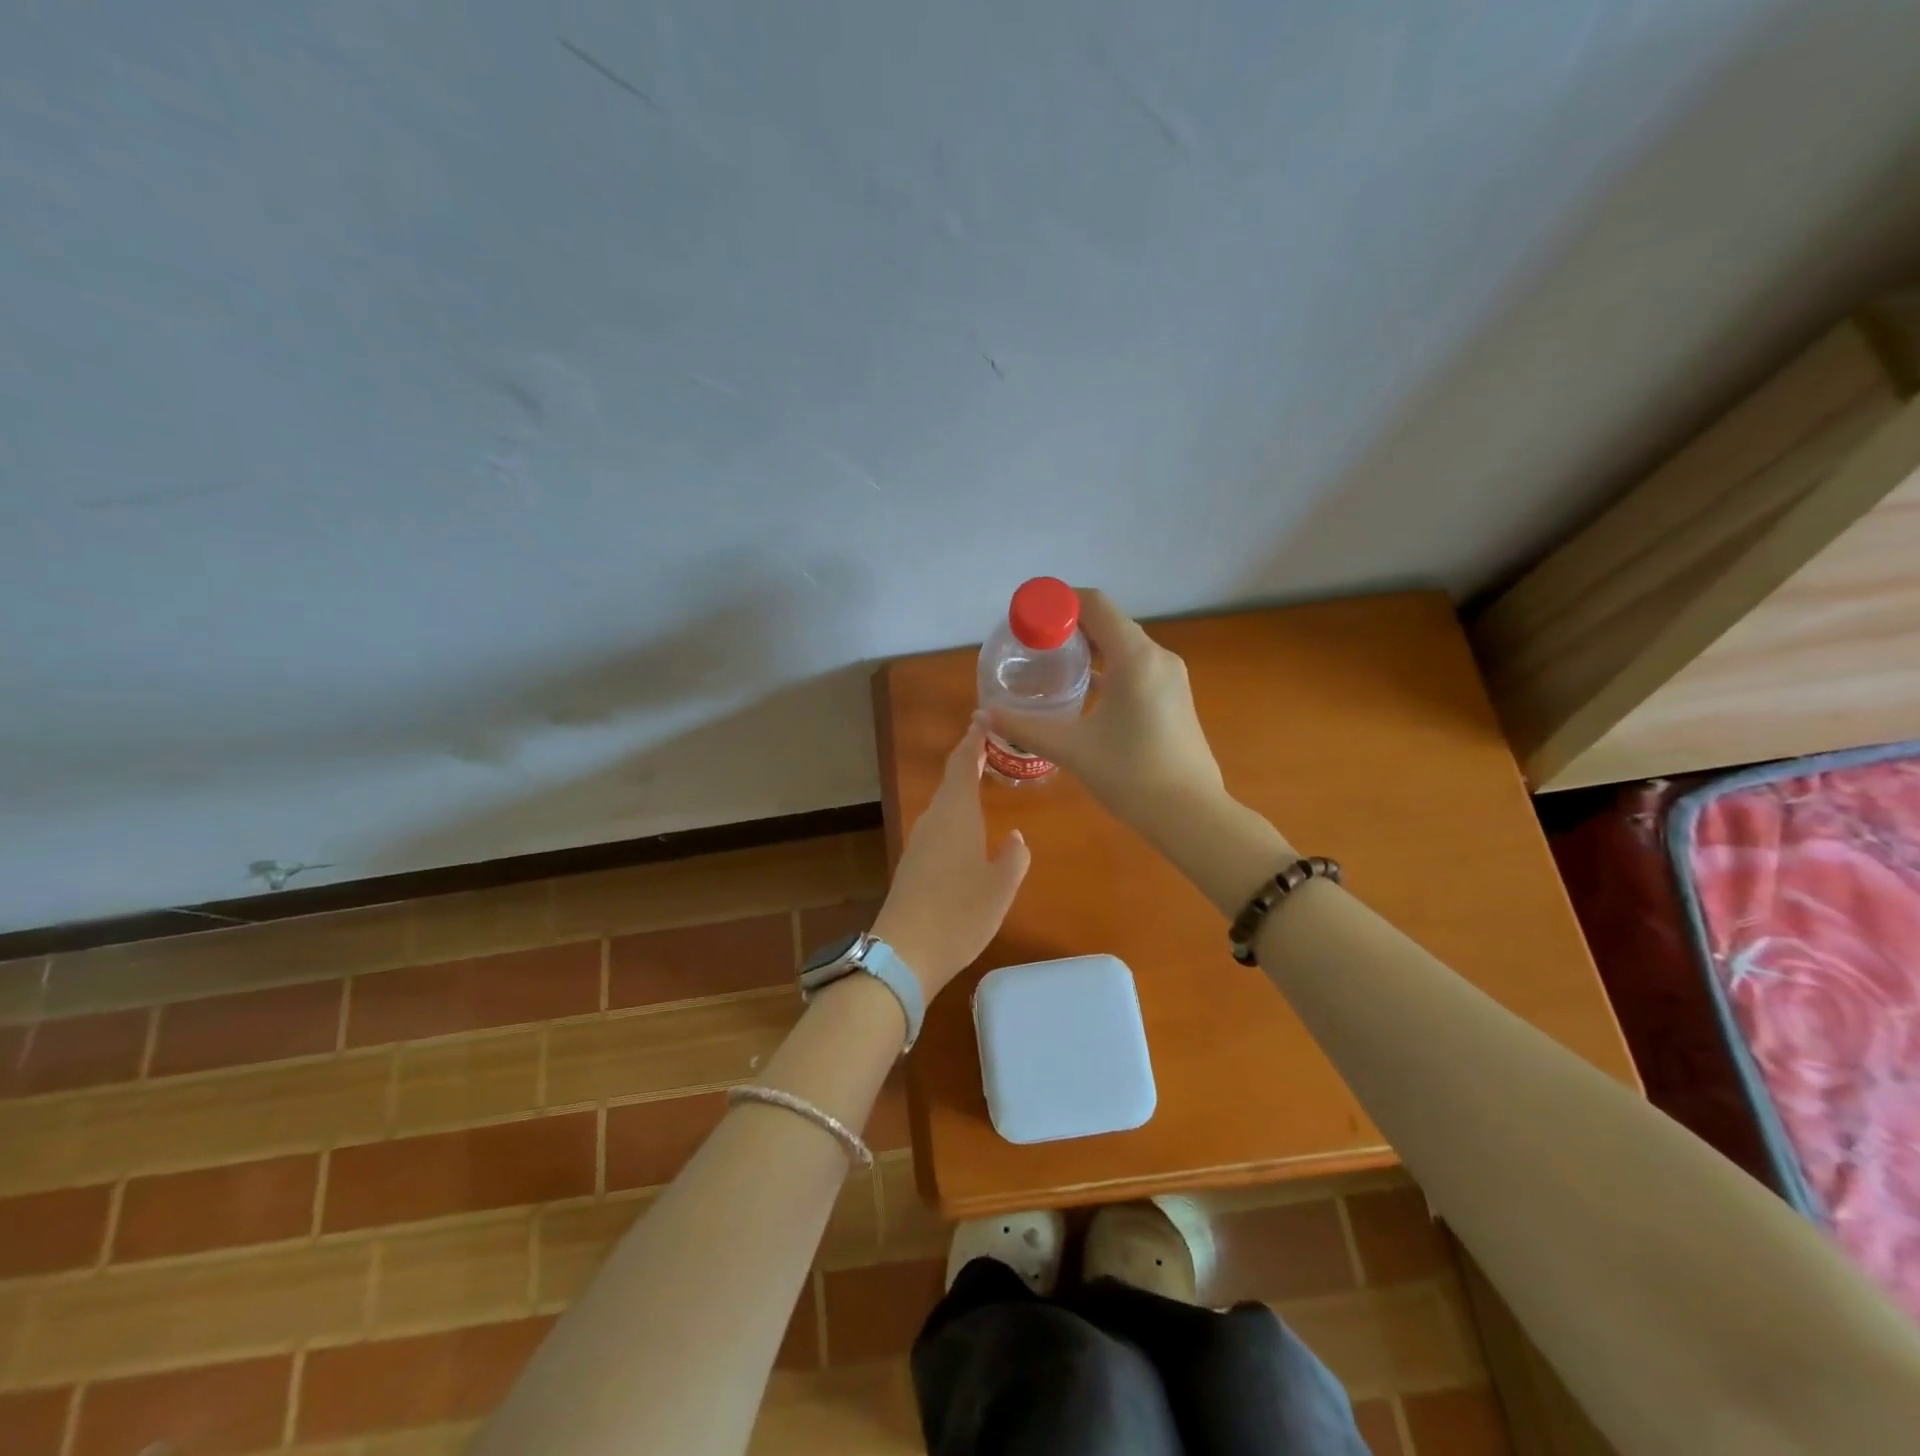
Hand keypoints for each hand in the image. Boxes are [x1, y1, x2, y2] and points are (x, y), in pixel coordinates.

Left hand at [871, 716, 1030, 1000]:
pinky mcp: (912, 865)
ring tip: (982, 783)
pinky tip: (966, 831)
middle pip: (950, 782)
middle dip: (968, 761)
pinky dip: (954, 816)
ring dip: (960, 790)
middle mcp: (933, 821)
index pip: (962, 764)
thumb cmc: (959, 914)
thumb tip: (1015, 837)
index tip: (983, 719)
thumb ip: (1013, 858)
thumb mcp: (1000, 887)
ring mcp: (919, 843)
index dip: (973, 740)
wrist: (905, 953)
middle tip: (991, 748)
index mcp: (956, 815)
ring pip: (943, 805)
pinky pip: (937, 827)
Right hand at [989, 587, 1224, 829]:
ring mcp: (1170, 677)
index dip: (1058, 603)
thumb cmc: (1130, 774)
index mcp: (1135, 657)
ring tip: (1052, 665)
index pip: (1094, 604)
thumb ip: (1025, 727)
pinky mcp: (1174, 697)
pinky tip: (1085, 692)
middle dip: (1069, 626)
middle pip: (1109, 622)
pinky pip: (1136, 667)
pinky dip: (1109, 668)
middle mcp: (1157, 657)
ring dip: (1090, 648)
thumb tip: (984, 715)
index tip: (1028, 617)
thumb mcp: (1071, 749)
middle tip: (1032, 644)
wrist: (1189, 814)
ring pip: (1124, 646)